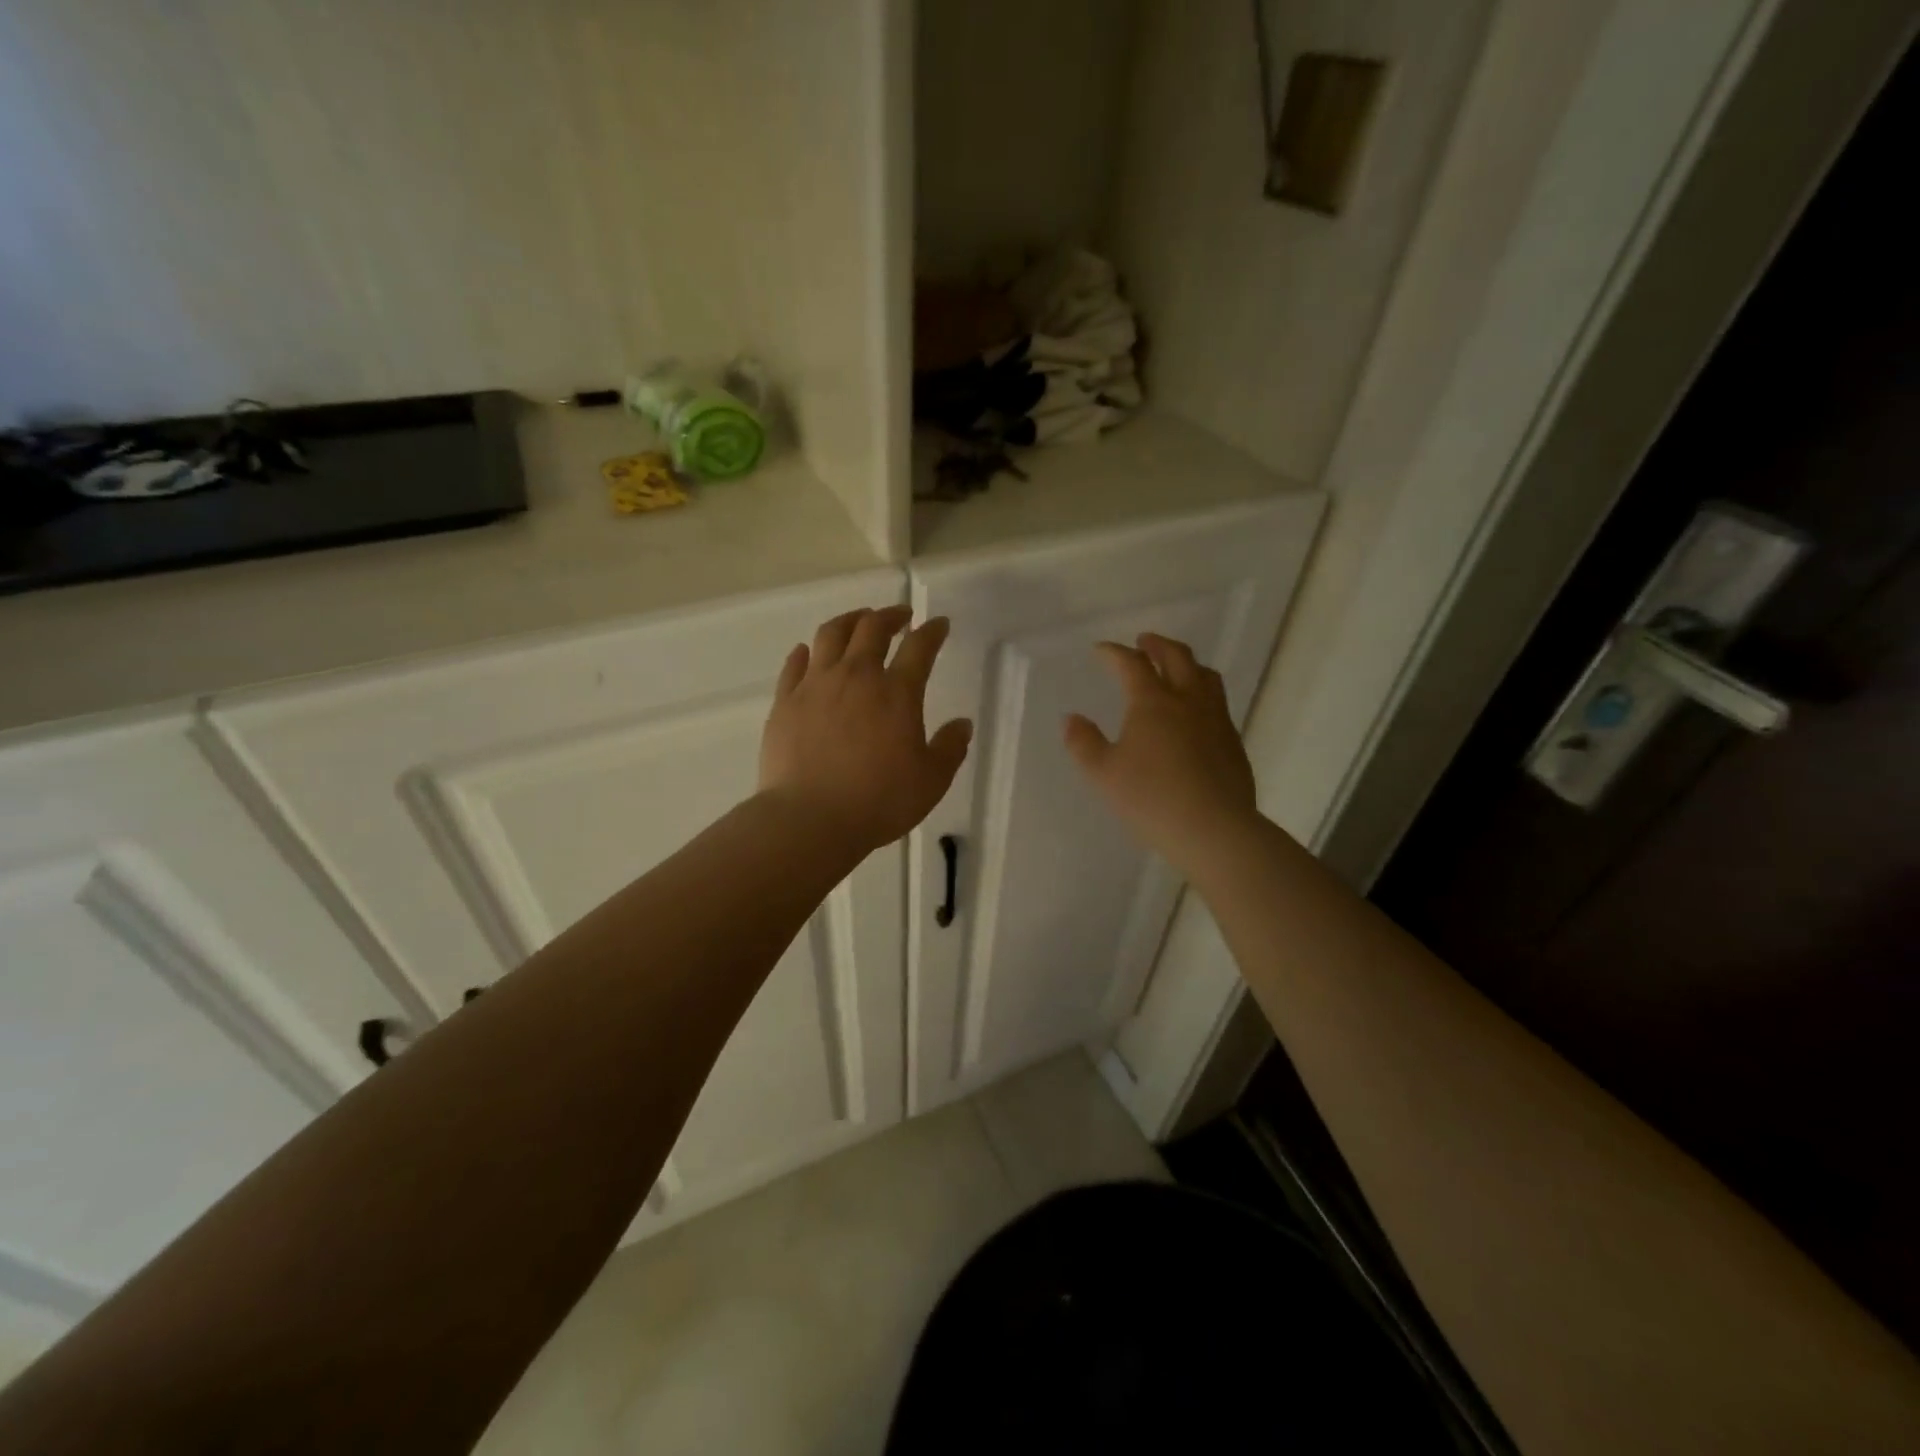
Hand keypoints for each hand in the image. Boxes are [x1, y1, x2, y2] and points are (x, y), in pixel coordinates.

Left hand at [760, 606, 972, 853]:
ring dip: (849, 621)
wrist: (810, 818)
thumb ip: (950, 749)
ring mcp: (815, 686)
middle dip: (890, 616)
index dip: (932, 631)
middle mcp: (856, 677)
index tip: (939, 624)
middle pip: (872, 628)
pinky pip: (794, 665)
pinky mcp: (785, 702)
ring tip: (858, 621)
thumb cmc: (878, 801)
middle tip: (900, 616)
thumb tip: (962, 724)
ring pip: (831, 635)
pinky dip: (806, 652)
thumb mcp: (930, 781)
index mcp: (897, 693)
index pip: (920, 647)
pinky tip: (809, 651)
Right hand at [1064, 633, 1260, 866]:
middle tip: (1143, 642)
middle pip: (1177, 657)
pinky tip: (1195, 713)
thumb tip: (1072, 719)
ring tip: (1176, 668)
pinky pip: (1218, 703)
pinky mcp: (1233, 742)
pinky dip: (1202, 693)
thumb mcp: (1104, 774)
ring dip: (1186, 663)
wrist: (1214, 829)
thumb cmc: (1151, 799)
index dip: (1114, 653)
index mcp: (1153, 702)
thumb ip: (1083, 743)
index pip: (1132, 664)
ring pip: (1205, 676)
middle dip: (1157, 645)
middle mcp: (1188, 700)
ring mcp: (1216, 719)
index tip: (1100, 650)